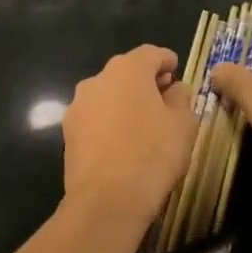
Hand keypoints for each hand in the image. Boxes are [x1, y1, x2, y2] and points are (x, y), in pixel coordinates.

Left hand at [63, 45, 196, 210]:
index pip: (150, 53)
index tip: (177, 72)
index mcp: (127, 70)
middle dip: (145, 81)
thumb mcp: (183, 124)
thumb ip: (181, 98)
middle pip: (126, 72)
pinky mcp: (68, 132)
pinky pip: (95, 117)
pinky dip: (109, 122)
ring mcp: (78, 106)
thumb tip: (175, 89)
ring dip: (125, 102)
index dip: (166, 60)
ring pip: (107, 95)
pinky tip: (122, 142)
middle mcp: (97, 80)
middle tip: (164, 99)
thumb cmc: (153, 154)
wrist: (107, 199)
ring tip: (143, 124)